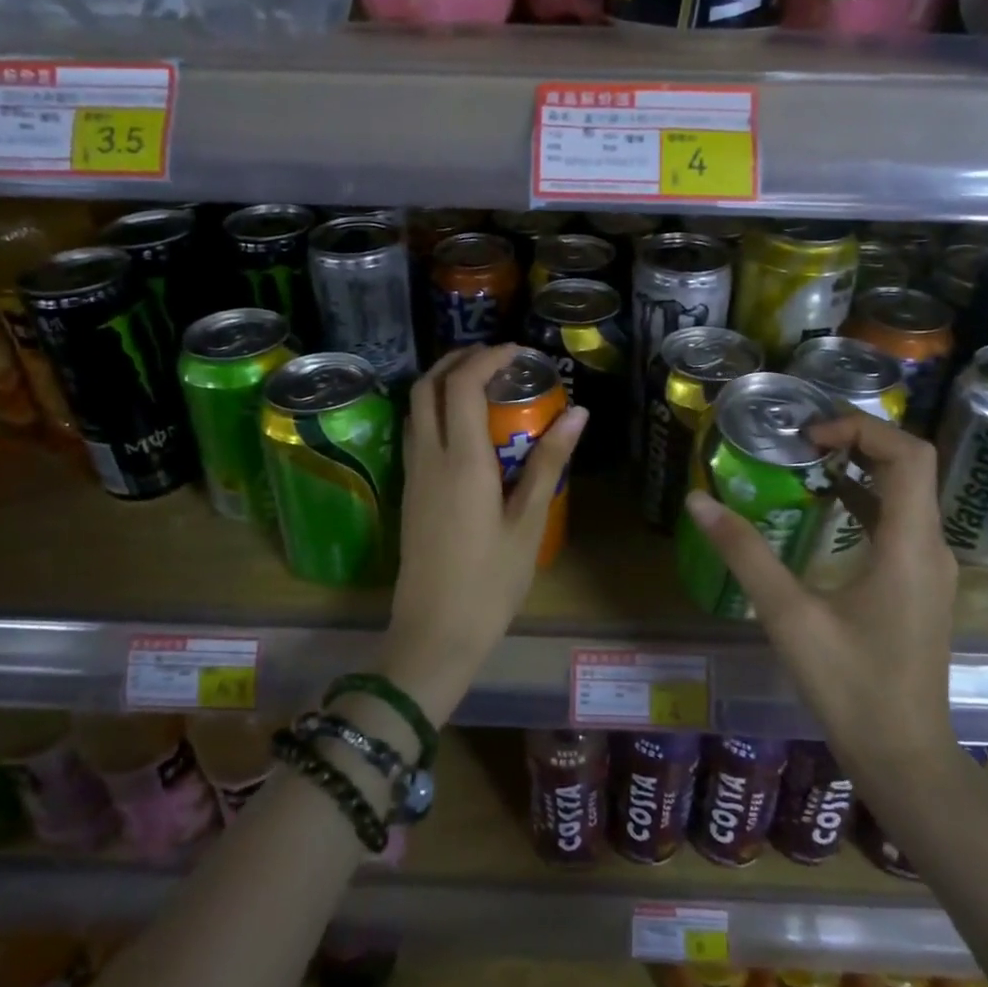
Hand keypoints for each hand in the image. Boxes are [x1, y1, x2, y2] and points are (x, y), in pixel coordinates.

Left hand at [380, 345, 586, 723]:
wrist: (434, 633)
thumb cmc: (490, 582)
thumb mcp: (528, 522)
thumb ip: (549, 462)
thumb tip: (577, 413)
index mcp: (461, 461)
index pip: (461, 385)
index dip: (487, 358)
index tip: (519, 353)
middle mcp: (429, 457)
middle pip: (427, 386)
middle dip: (458, 360)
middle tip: (497, 359)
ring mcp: (413, 474)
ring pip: (416, 407)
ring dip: (443, 382)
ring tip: (483, 384)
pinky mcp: (410, 492)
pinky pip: (416, 432)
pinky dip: (436, 409)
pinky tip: (466, 426)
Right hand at [683, 413, 956, 773]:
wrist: (903, 758)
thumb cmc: (850, 686)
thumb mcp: (788, 615)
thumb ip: (744, 552)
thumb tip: (698, 500)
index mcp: (911, 545)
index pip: (908, 454)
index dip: (861, 428)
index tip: (808, 436)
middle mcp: (932, 547)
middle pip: (909, 466)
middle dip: (858, 440)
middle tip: (801, 440)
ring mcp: (931, 569)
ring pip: (907, 494)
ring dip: (861, 468)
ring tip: (806, 462)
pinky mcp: (921, 587)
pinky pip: (900, 522)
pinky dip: (865, 500)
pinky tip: (826, 510)